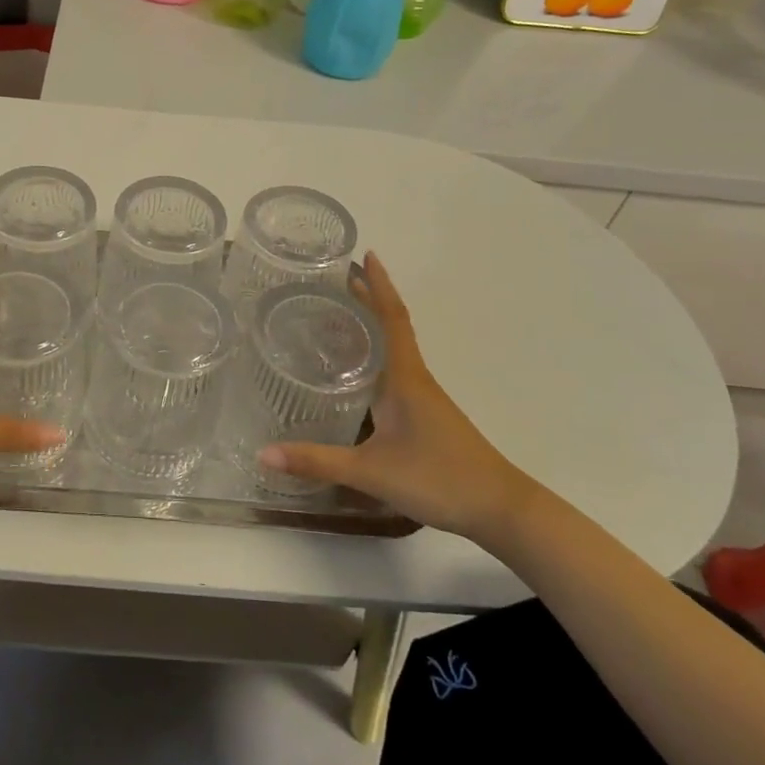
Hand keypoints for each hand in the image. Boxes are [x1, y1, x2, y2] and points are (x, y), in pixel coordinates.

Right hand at [261, 251, 542, 544]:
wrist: (500, 509)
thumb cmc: (439, 478)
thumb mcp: (371, 471)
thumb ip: (317, 461)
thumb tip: (263, 453)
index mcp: (404, 377)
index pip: (391, 317)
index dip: (378, 285)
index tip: (365, 255)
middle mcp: (414, 379)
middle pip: (389, 327)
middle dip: (366, 300)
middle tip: (332, 281)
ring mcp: (422, 398)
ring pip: (391, 351)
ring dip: (369, 329)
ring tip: (333, 318)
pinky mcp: (424, 417)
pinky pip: (393, 373)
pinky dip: (372, 359)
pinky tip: (355, 375)